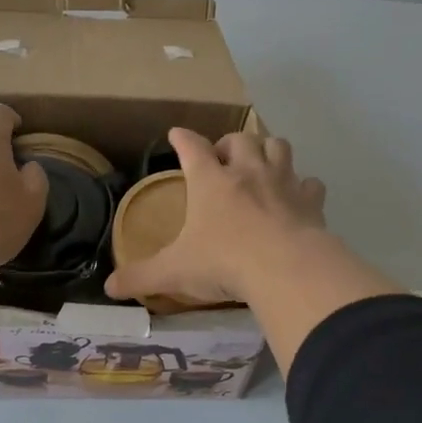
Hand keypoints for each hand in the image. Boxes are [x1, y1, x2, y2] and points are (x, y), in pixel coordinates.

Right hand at [105, 128, 326, 304]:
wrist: (285, 269)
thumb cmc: (223, 263)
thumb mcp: (174, 272)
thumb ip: (141, 277)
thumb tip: (110, 287)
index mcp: (210, 182)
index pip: (192, 147)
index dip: (182, 139)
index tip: (176, 134)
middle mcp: (247, 172)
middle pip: (240, 139)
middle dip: (229, 143)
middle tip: (223, 160)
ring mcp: (282, 183)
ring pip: (278, 146)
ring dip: (268, 151)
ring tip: (261, 166)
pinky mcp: (311, 202)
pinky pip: (311, 183)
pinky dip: (304, 187)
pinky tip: (298, 198)